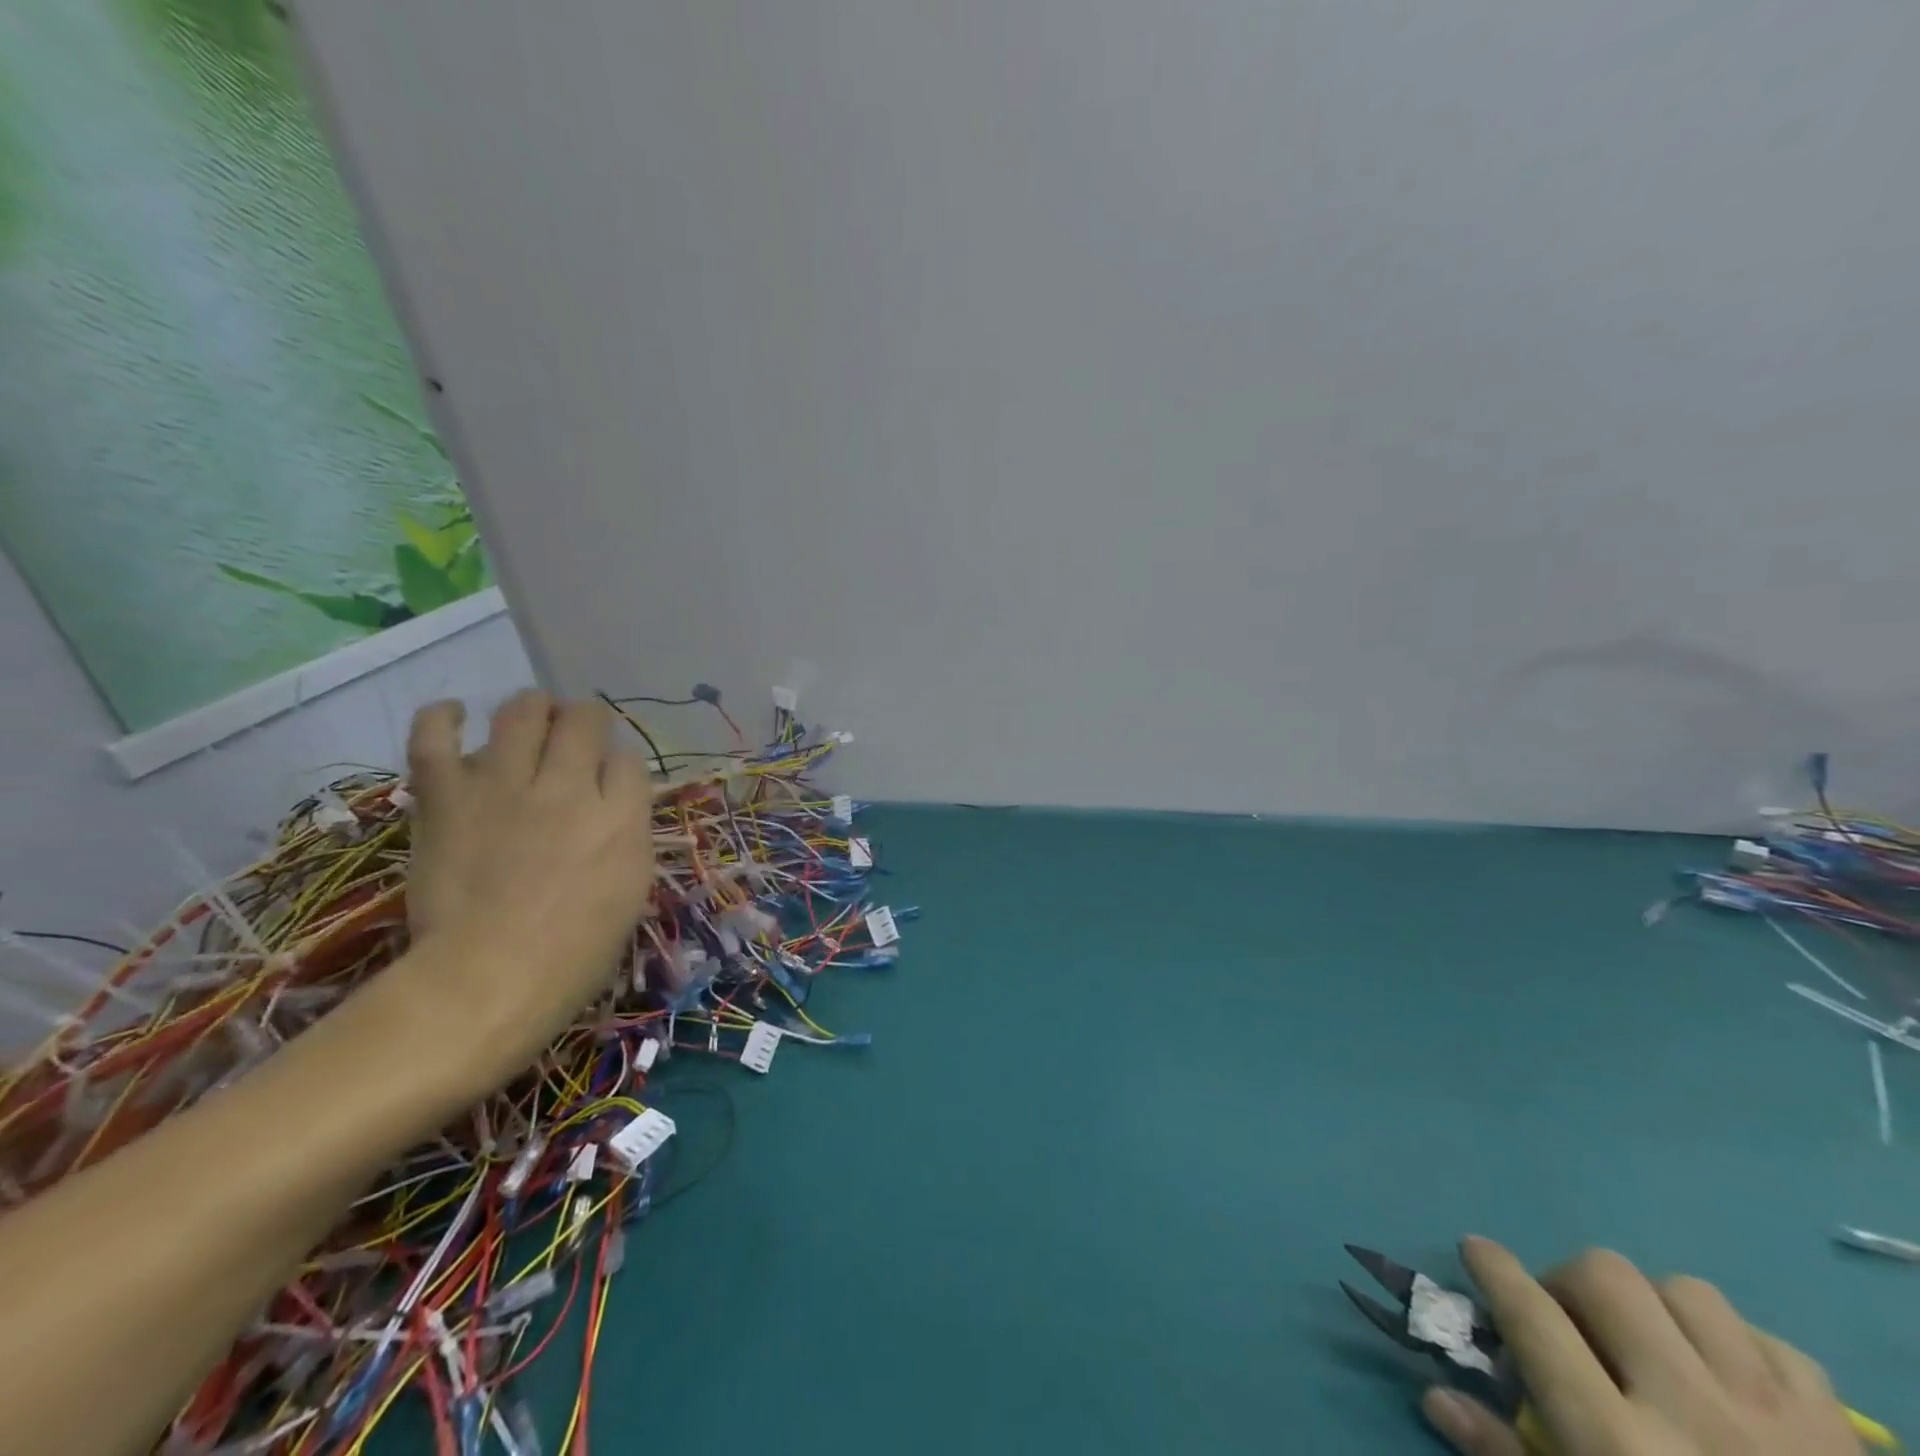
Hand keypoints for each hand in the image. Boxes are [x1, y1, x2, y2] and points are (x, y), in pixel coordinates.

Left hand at [393, 690, 654, 1079]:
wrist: (489, 979)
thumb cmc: (576, 952)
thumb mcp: (631, 892)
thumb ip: (628, 837)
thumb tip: (616, 807)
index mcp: (620, 816)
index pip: (627, 760)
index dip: (618, 765)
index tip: (608, 782)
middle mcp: (569, 786)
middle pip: (584, 721)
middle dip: (585, 721)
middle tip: (575, 736)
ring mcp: (505, 785)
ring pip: (523, 712)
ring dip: (533, 707)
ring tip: (532, 716)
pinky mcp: (448, 796)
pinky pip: (435, 738)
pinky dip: (442, 717)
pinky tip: (454, 713)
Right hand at [1423, 1238, 1861, 1455]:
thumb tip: (1436, 1396)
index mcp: (1618, 1444)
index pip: (1531, 1317)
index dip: (1493, 1270)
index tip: (1476, 1249)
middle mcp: (1689, 1413)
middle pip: (1605, 1276)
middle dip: (1571, 1284)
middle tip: (1569, 1321)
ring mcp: (1775, 1422)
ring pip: (1687, 1292)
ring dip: (1654, 1307)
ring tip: (1652, 1348)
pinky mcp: (1842, 1439)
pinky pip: (1773, 1345)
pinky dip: (1738, 1348)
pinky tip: (1726, 1382)